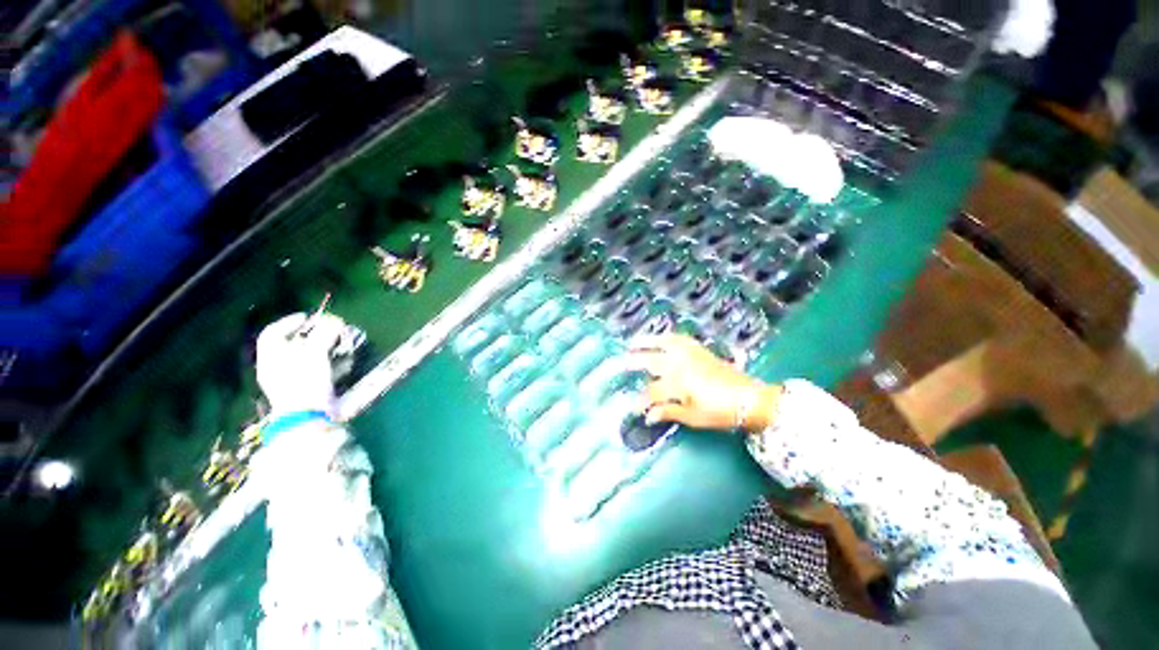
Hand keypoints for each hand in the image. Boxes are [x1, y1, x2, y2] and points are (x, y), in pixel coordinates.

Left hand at [256, 312, 345, 416]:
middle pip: (288, 345)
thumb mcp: (315, 353)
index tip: (308, 317)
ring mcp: (286, 381)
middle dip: (309, 335)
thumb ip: (324, 334)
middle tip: (327, 331)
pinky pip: (308, 371)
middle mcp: (274, 368)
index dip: (289, 322)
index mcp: (270, 357)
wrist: (307, 418)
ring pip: (300, 358)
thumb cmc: (305, 382)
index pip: (272, 332)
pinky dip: (321, 363)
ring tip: (335, 346)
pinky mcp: (300, 391)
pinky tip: (335, 364)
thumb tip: (335, 320)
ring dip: (318, 349)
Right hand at [625, 334, 781, 432]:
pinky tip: (662, 337)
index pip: (652, 391)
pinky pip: (680, 339)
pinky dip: (668, 336)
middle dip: (634, 361)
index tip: (633, 407)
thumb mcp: (693, 418)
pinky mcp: (700, 350)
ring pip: (664, 344)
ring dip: (647, 342)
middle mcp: (681, 365)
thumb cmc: (720, 413)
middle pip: (652, 361)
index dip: (641, 400)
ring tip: (634, 342)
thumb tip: (648, 416)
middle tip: (621, 362)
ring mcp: (690, 355)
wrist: (750, 399)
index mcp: (679, 384)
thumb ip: (669, 413)